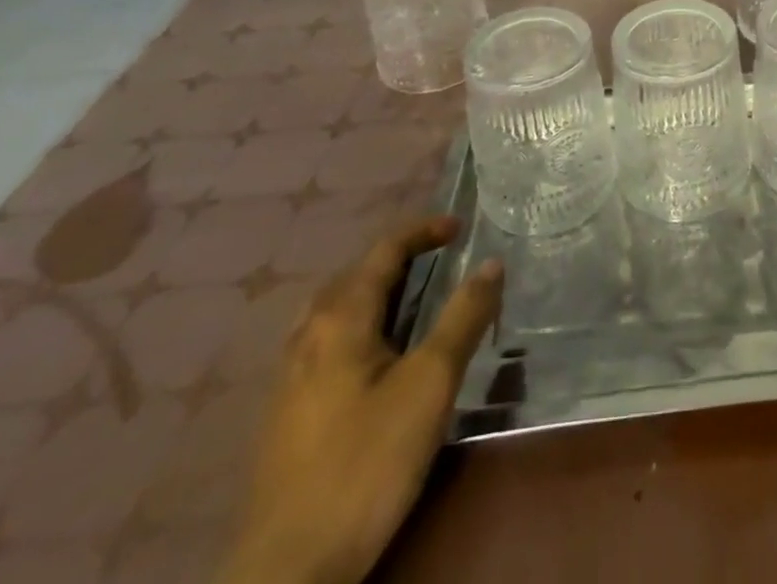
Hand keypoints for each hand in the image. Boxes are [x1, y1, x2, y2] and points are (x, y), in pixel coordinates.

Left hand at [217, 218, 503, 583]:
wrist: (287, 573)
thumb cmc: (365, 463)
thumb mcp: (429, 385)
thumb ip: (462, 318)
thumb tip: (491, 263)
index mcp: (339, 317)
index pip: (384, 250)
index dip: (423, 230)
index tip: (460, 226)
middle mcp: (307, 334)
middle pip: (355, 275)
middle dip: (398, 257)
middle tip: (441, 259)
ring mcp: (289, 377)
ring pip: (335, 310)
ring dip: (375, 291)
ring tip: (411, 300)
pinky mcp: (286, 414)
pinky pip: (326, 341)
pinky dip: (359, 324)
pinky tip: (375, 358)